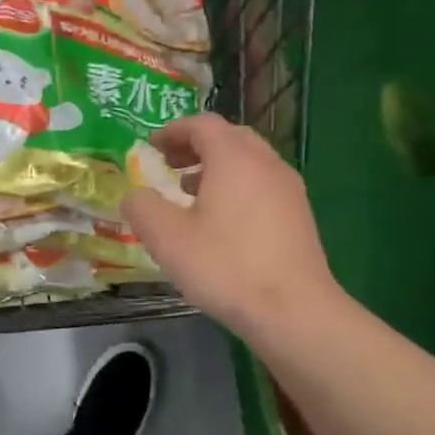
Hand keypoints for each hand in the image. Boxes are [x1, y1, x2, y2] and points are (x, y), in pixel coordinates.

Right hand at [123, 114, 343, 337]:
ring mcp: (288, 189)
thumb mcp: (166, 238)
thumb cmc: (224, 266)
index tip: (151, 146)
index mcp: (234, 158)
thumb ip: (142, 207)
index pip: (203, 124)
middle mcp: (266, 163)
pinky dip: (236, 186)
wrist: (292, 309)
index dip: (173, 130)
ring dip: (216, 167)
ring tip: (189, 192)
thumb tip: (135, 195)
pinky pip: (261, 184)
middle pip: (230, 138)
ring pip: (249, 162)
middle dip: (195, 146)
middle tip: (169, 165)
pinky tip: (220, 220)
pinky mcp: (298, 215)